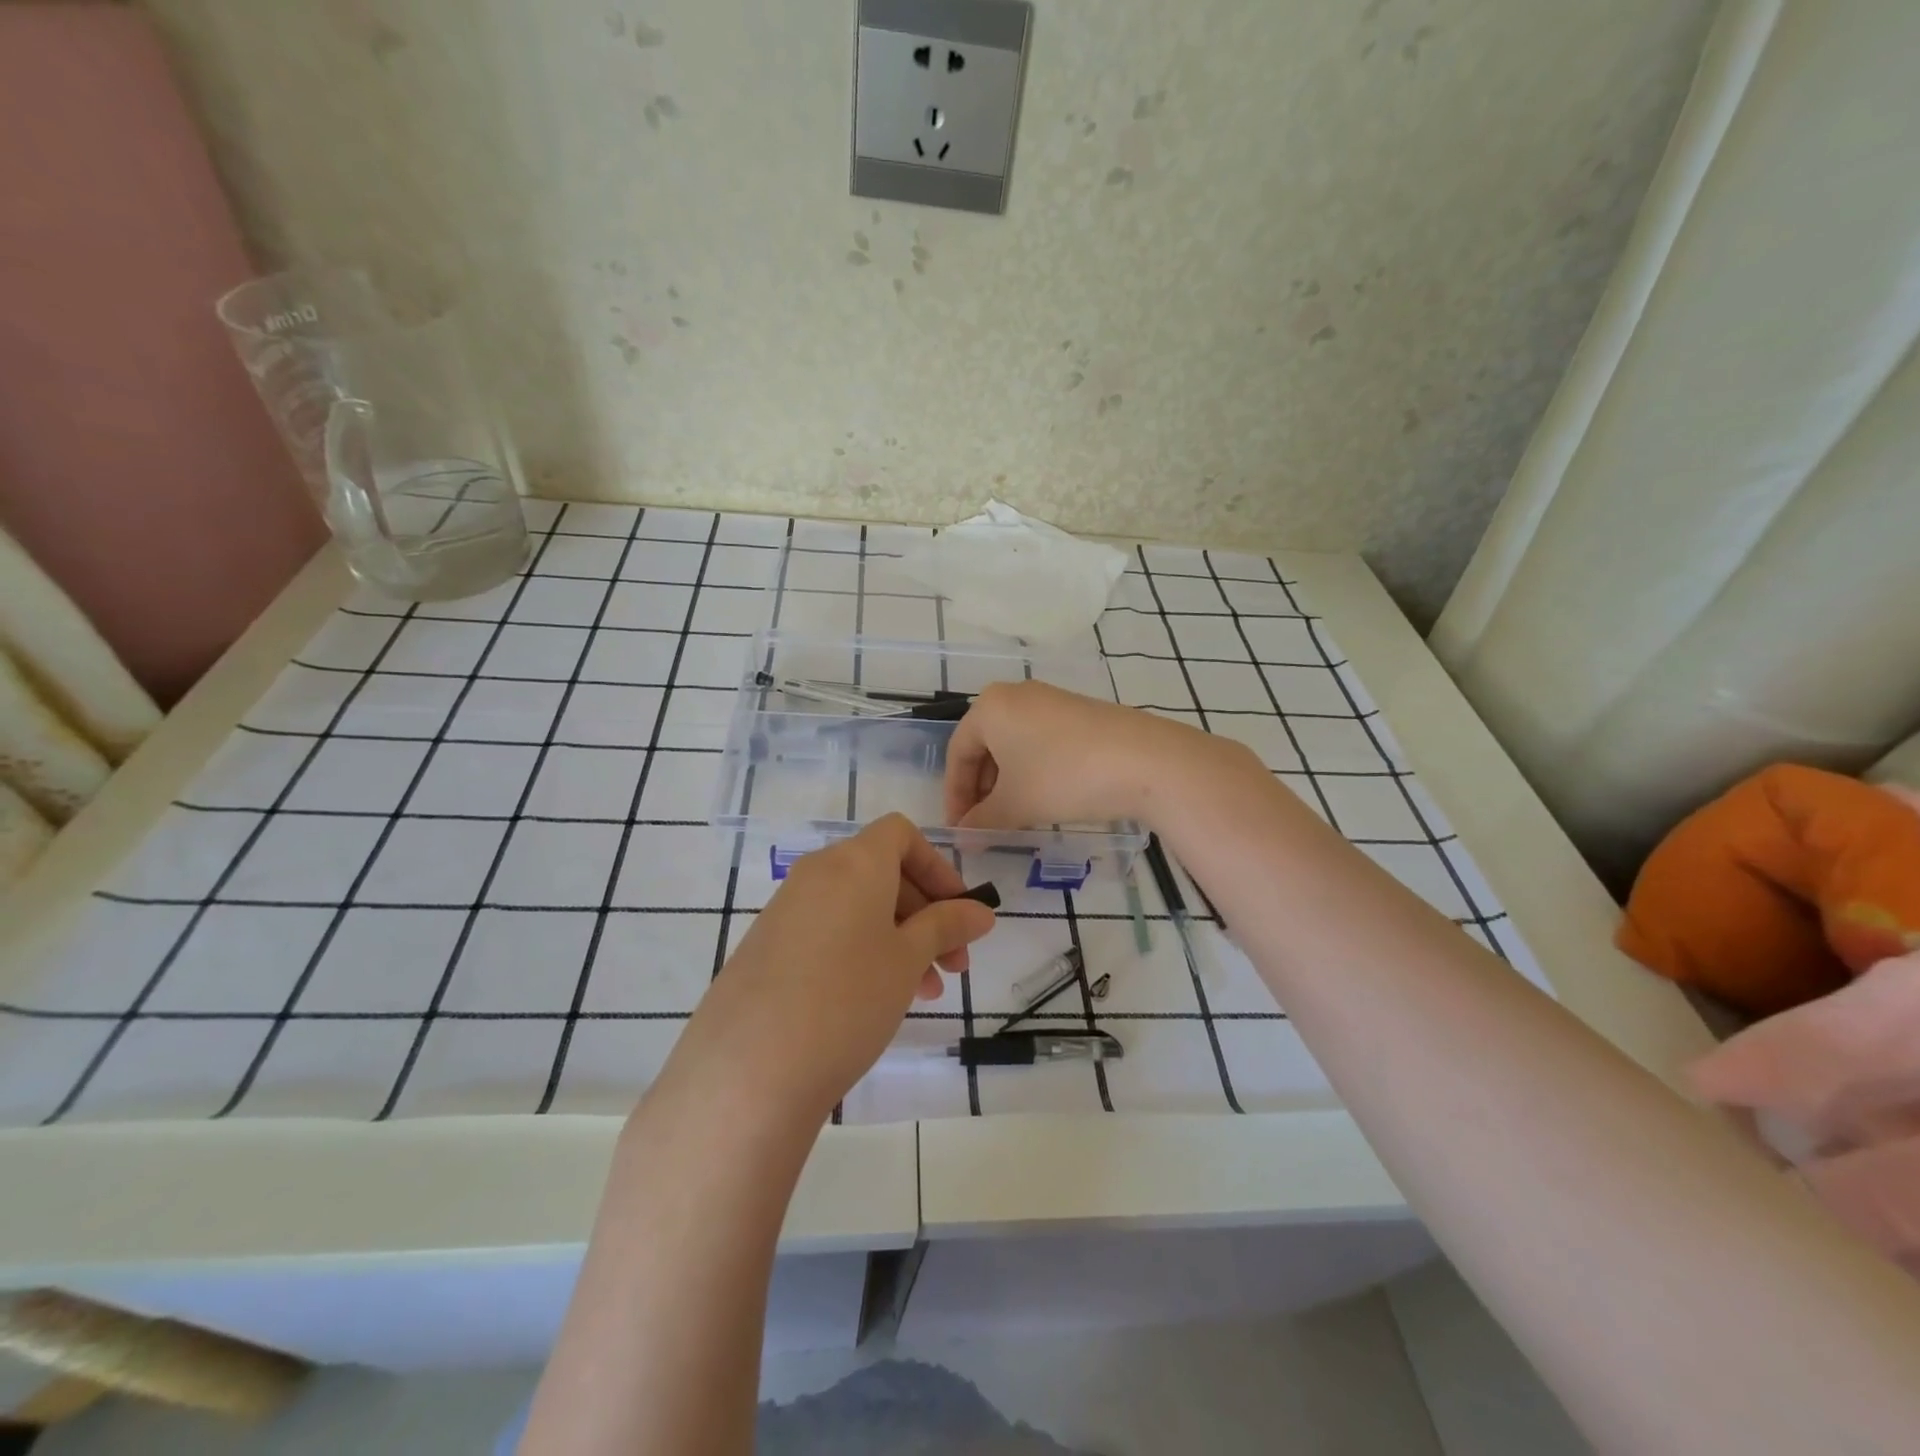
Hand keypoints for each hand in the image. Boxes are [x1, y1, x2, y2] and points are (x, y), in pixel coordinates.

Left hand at [671, 814, 996, 1120]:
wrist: (749, 1068)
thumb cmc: (848, 998)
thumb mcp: (908, 960)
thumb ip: (947, 926)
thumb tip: (980, 911)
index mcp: (854, 862)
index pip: (901, 834)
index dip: (937, 867)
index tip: (960, 913)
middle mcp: (816, 873)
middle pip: (882, 872)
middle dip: (926, 912)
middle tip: (953, 965)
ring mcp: (786, 910)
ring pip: (857, 907)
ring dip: (898, 938)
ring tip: (923, 993)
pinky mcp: (766, 946)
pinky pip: (827, 931)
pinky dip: (861, 951)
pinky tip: (874, 1001)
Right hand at [944, 680, 1252, 831]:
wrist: (1145, 761)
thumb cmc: (1063, 777)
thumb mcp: (1015, 805)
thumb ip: (981, 821)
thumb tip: (963, 837)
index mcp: (990, 707)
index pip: (958, 753)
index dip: (954, 796)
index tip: (959, 830)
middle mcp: (1016, 695)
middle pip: (985, 747)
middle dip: (981, 790)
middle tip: (984, 826)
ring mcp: (1051, 700)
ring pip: (1013, 746)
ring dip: (1007, 784)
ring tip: (1014, 818)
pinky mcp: (1079, 712)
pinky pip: (1040, 742)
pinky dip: (1033, 772)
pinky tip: (1045, 799)